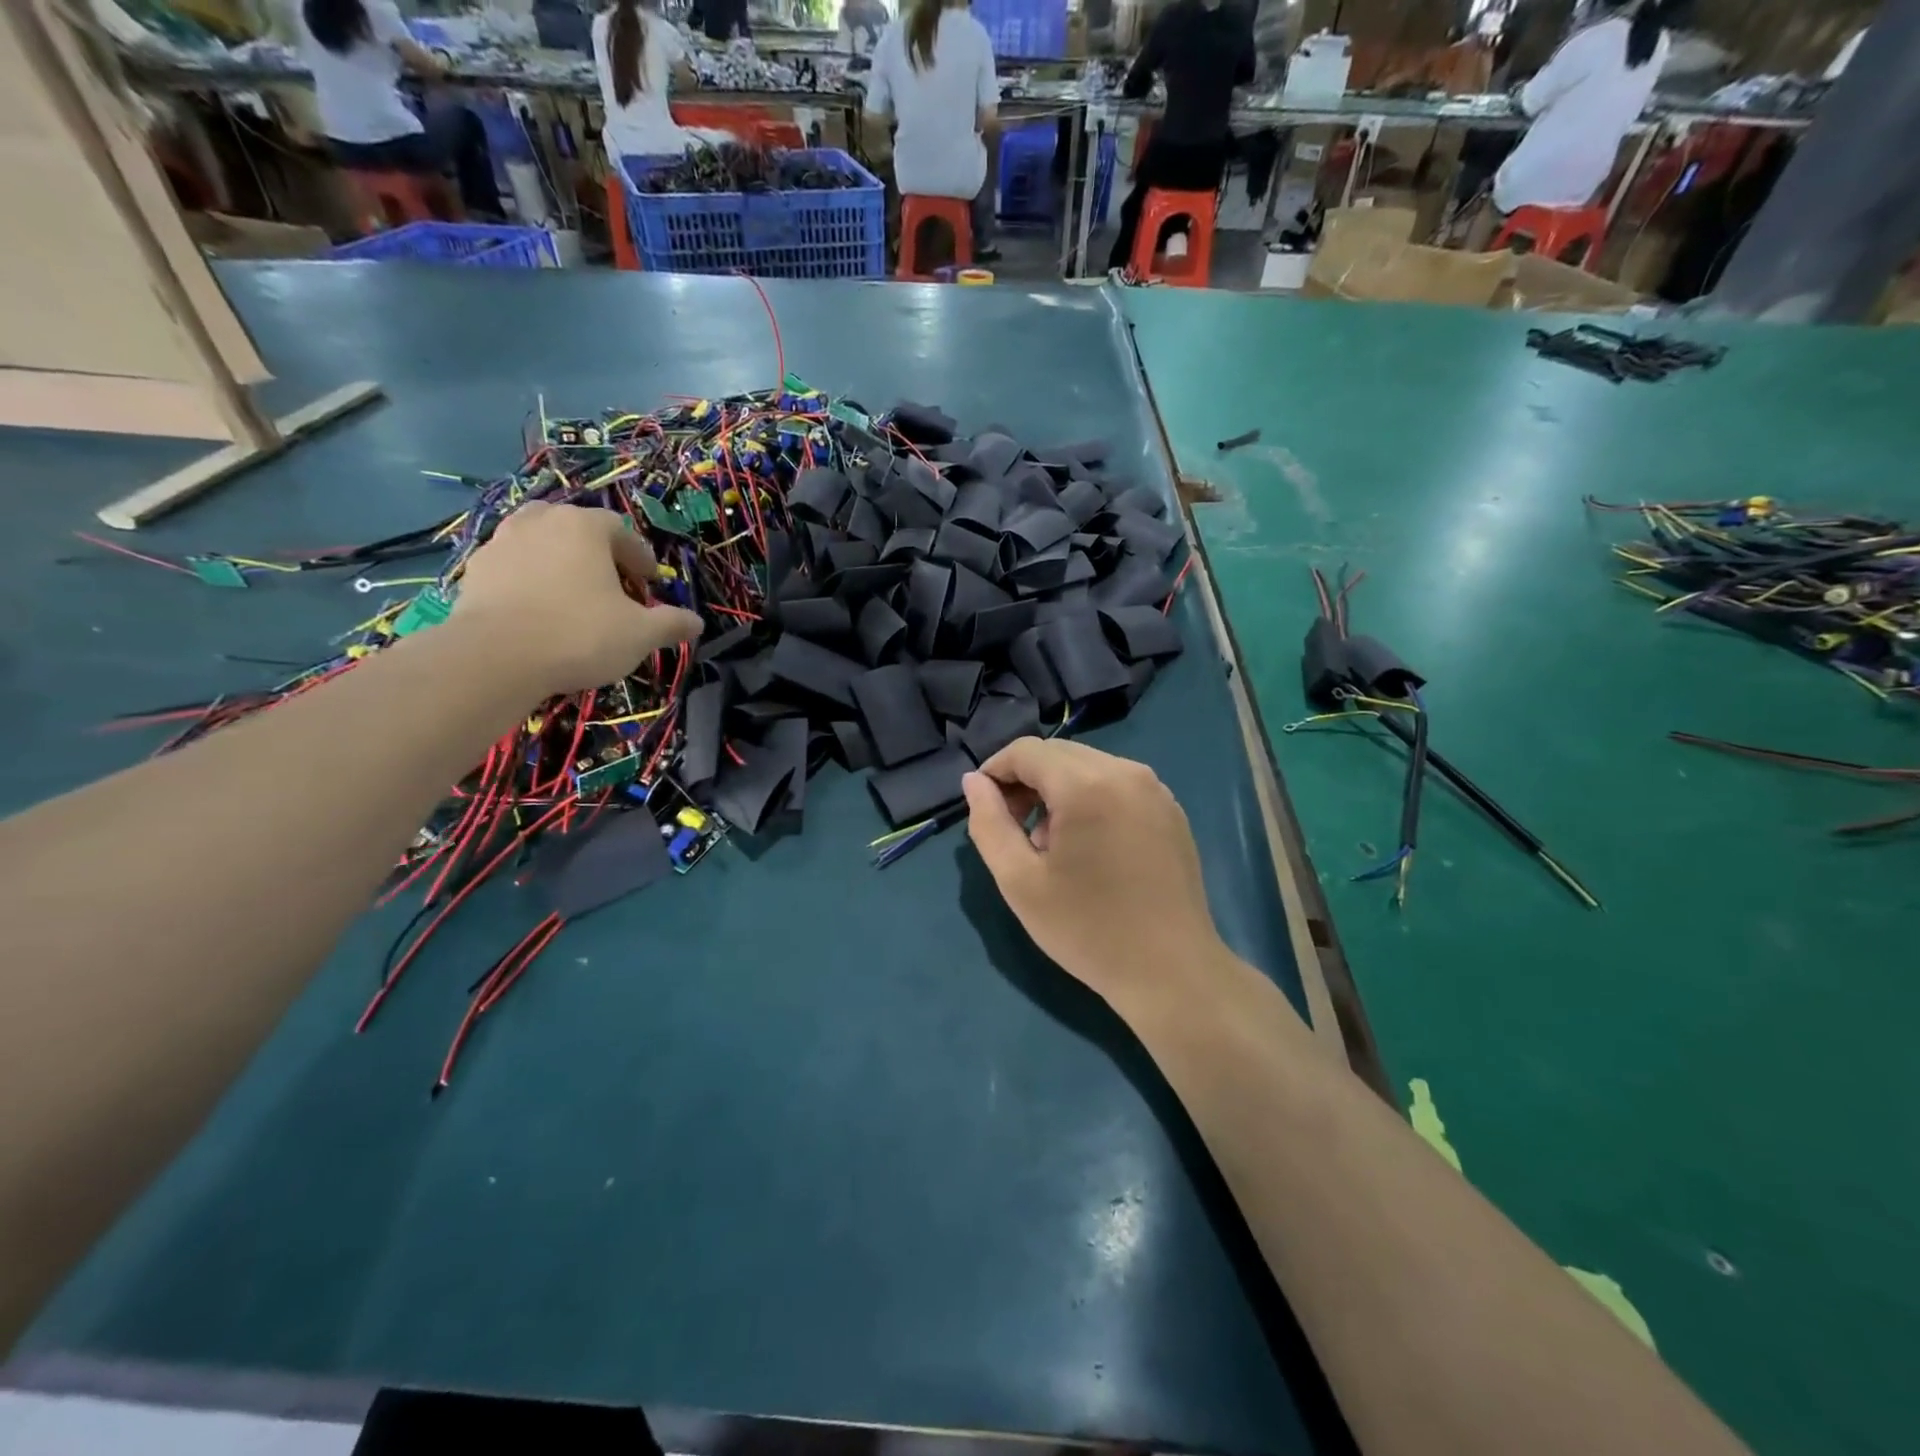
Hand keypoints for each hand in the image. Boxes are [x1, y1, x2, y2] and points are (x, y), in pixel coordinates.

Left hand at [451, 502, 702, 696]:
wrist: (495, 657)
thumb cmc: (580, 635)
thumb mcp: (640, 634)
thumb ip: (671, 624)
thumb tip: (697, 623)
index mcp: (584, 527)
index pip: (620, 530)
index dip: (639, 557)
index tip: (648, 584)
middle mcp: (541, 522)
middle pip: (576, 528)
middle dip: (596, 553)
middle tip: (610, 585)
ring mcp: (501, 543)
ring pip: (540, 543)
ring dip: (559, 563)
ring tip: (572, 596)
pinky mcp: (475, 570)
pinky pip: (513, 567)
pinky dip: (529, 581)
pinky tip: (539, 612)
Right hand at [963, 739, 1222, 1004]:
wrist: (1171, 971)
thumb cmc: (1087, 928)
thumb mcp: (1019, 881)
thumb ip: (989, 823)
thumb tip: (974, 781)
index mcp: (1086, 784)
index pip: (1026, 751)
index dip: (995, 771)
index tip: (985, 808)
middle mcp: (1125, 771)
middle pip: (1058, 754)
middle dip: (1026, 780)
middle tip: (1014, 829)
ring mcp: (1155, 789)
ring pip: (1088, 766)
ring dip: (1058, 790)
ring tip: (1050, 844)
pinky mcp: (1171, 809)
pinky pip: (1117, 784)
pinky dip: (1091, 799)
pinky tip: (1089, 846)